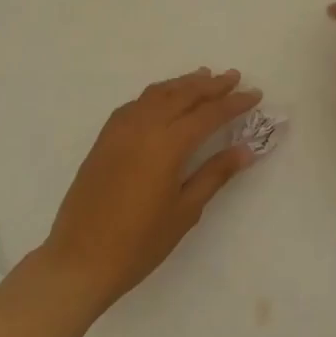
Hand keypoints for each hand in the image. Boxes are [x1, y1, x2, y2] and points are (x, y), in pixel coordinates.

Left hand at [43, 68, 261, 313]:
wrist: (80, 260)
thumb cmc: (139, 242)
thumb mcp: (185, 211)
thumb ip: (215, 174)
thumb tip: (246, 149)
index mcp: (168, 144)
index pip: (209, 114)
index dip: (234, 103)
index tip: (255, 94)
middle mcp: (144, 127)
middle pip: (183, 94)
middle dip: (211, 85)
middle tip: (233, 77)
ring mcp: (120, 130)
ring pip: (157, 94)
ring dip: (183, 84)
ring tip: (204, 78)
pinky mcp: (104, 139)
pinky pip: (135, 104)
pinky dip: (156, 95)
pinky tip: (164, 100)